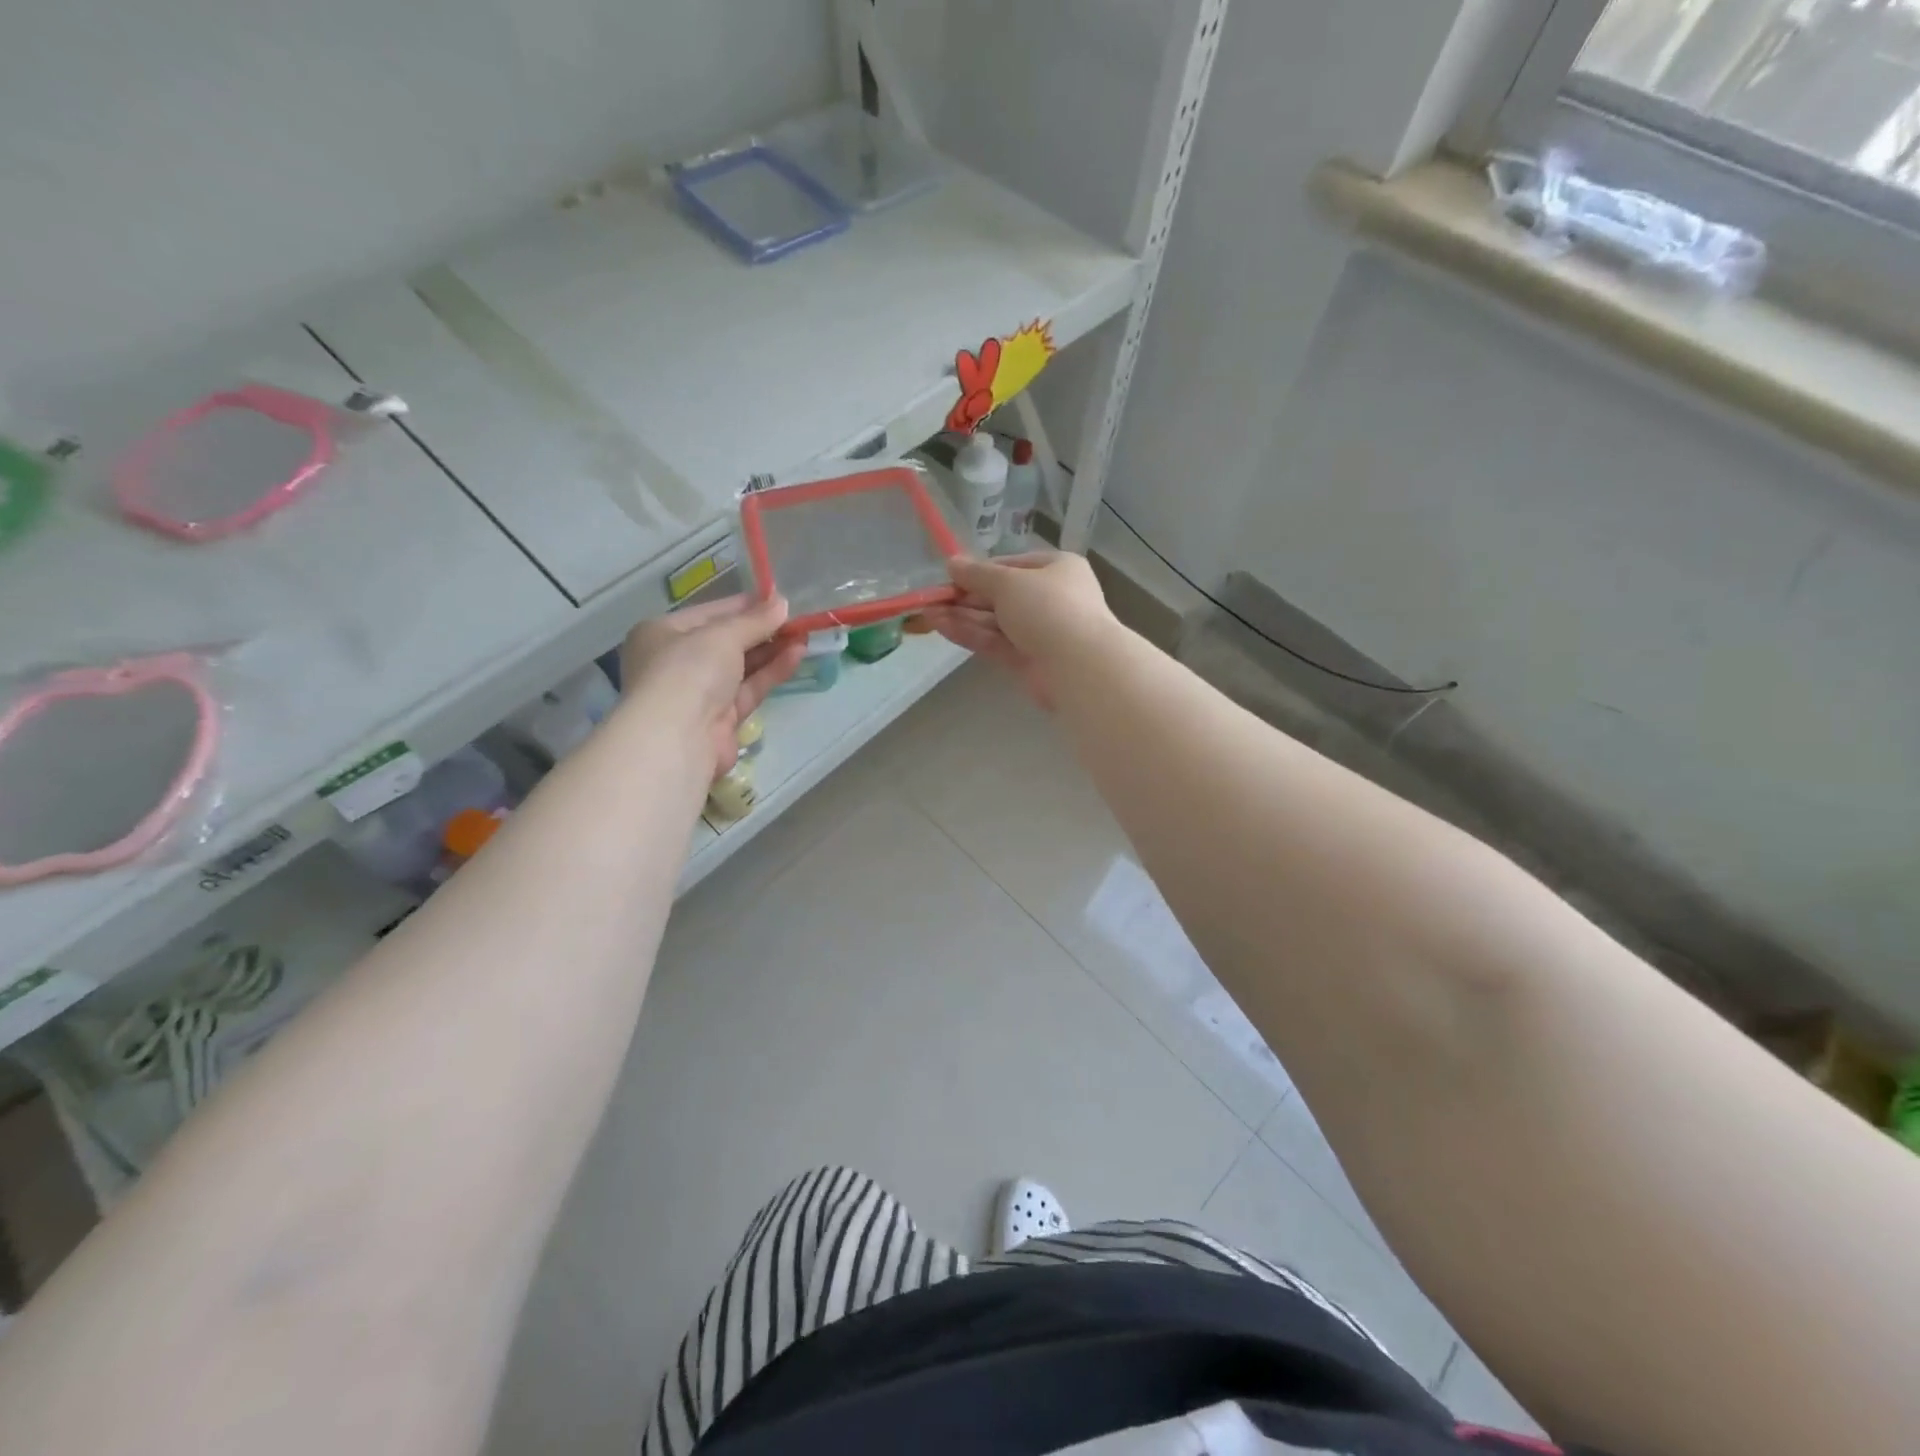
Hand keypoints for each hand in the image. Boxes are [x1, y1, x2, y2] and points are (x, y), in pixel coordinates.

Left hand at [619, 595, 805, 777]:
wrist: (677, 737)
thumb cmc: (688, 670)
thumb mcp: (722, 635)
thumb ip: (755, 620)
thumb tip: (782, 603)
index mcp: (663, 633)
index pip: (711, 613)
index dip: (745, 605)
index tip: (778, 600)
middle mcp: (677, 662)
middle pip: (727, 641)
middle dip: (762, 630)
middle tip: (796, 620)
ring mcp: (699, 693)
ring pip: (741, 667)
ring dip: (771, 651)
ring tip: (803, 636)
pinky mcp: (721, 719)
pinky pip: (749, 689)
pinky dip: (771, 672)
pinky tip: (796, 656)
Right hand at [914, 552, 1115, 707]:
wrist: (1079, 666)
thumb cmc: (1049, 608)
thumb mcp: (1009, 582)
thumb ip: (977, 574)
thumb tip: (952, 563)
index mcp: (1057, 569)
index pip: (1012, 566)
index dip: (980, 571)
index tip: (950, 577)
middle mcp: (1051, 598)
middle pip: (1001, 595)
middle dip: (965, 597)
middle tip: (931, 599)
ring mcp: (1040, 632)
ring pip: (995, 621)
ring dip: (962, 616)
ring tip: (926, 613)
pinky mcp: (1028, 661)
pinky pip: (995, 642)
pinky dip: (970, 634)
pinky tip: (940, 627)